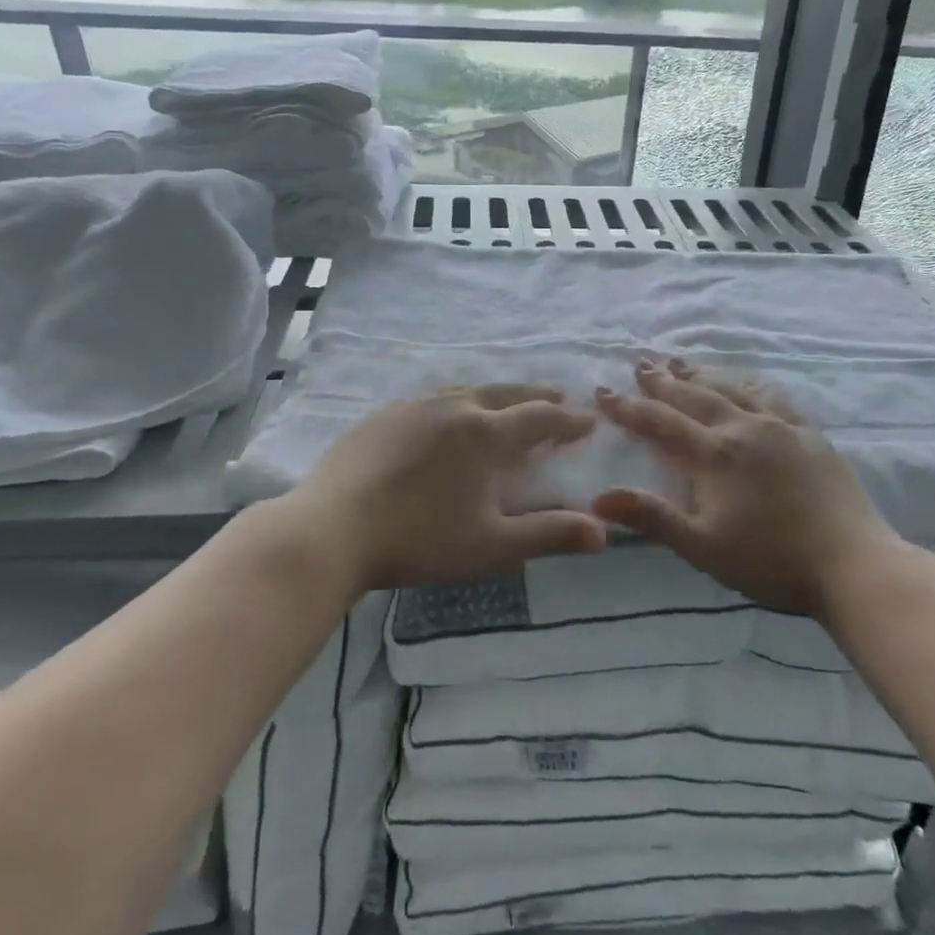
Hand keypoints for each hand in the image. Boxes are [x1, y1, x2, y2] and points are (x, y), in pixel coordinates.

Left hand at [280, 383, 605, 592]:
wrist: (331, 529)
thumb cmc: (419, 540)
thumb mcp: (492, 545)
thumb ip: (549, 534)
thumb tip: (603, 531)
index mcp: (486, 434)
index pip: (540, 419)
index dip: (568, 421)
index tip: (588, 420)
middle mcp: (455, 407)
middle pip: (506, 393)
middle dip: (538, 396)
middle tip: (558, 399)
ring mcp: (414, 406)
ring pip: (468, 389)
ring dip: (497, 394)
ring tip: (508, 401)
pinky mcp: (383, 415)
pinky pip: (433, 398)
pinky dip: (457, 400)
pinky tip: (448, 414)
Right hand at [593, 359, 914, 617]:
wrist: (853, 563)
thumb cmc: (771, 561)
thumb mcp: (703, 547)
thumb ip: (652, 518)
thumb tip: (598, 498)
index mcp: (716, 454)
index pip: (662, 422)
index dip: (629, 407)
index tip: (603, 390)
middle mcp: (745, 428)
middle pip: (696, 395)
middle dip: (664, 380)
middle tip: (641, 362)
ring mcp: (782, 427)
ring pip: (733, 389)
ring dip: (703, 375)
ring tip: (682, 363)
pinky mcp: (810, 435)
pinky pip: (773, 397)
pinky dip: (749, 384)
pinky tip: (747, 383)